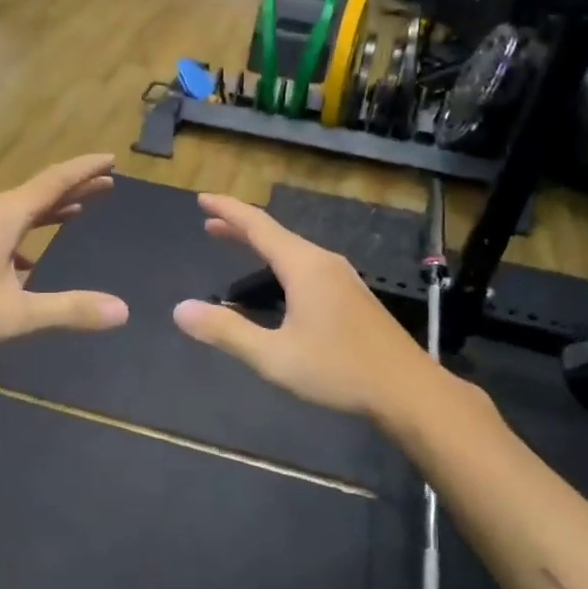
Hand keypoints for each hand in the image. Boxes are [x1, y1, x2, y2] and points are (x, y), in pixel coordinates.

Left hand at [0, 155, 128, 361]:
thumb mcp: (16, 316)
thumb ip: (70, 310)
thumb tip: (123, 311)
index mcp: (4, 216)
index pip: (54, 182)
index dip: (85, 170)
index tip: (111, 158)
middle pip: (37, 192)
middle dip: (73, 188)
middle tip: (106, 183)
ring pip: (16, 209)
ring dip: (47, 210)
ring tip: (74, 211)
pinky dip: (22, 233)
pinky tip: (26, 260)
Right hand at [172, 194, 432, 417]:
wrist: (407, 390)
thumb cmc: (338, 370)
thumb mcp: (273, 356)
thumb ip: (226, 331)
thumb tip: (180, 309)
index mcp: (304, 267)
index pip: (259, 227)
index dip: (228, 211)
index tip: (202, 198)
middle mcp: (324, 263)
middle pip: (276, 235)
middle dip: (240, 227)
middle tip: (209, 223)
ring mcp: (343, 278)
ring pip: (293, 251)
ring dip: (261, 246)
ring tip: (236, 245)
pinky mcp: (352, 297)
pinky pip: (307, 266)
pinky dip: (280, 262)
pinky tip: (278, 282)